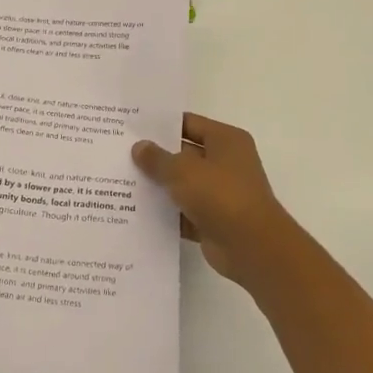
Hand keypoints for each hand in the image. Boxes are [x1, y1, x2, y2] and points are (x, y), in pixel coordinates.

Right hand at [133, 113, 306, 289]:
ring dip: (158, 186)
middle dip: (155, 156)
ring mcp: (220, 193)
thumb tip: (139, 147)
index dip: (160, 125)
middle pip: (183, 154)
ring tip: (121, 180)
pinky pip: (183, 212)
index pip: (188, 123)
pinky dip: (165, 213)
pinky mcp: (213, 220)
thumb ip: (157, 158)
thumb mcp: (182, 170)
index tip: (131, 127)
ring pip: (182, 184)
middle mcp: (226, 163)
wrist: (253, 248)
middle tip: (119, 152)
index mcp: (225, 140)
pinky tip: (135, 211)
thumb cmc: (221, 195)